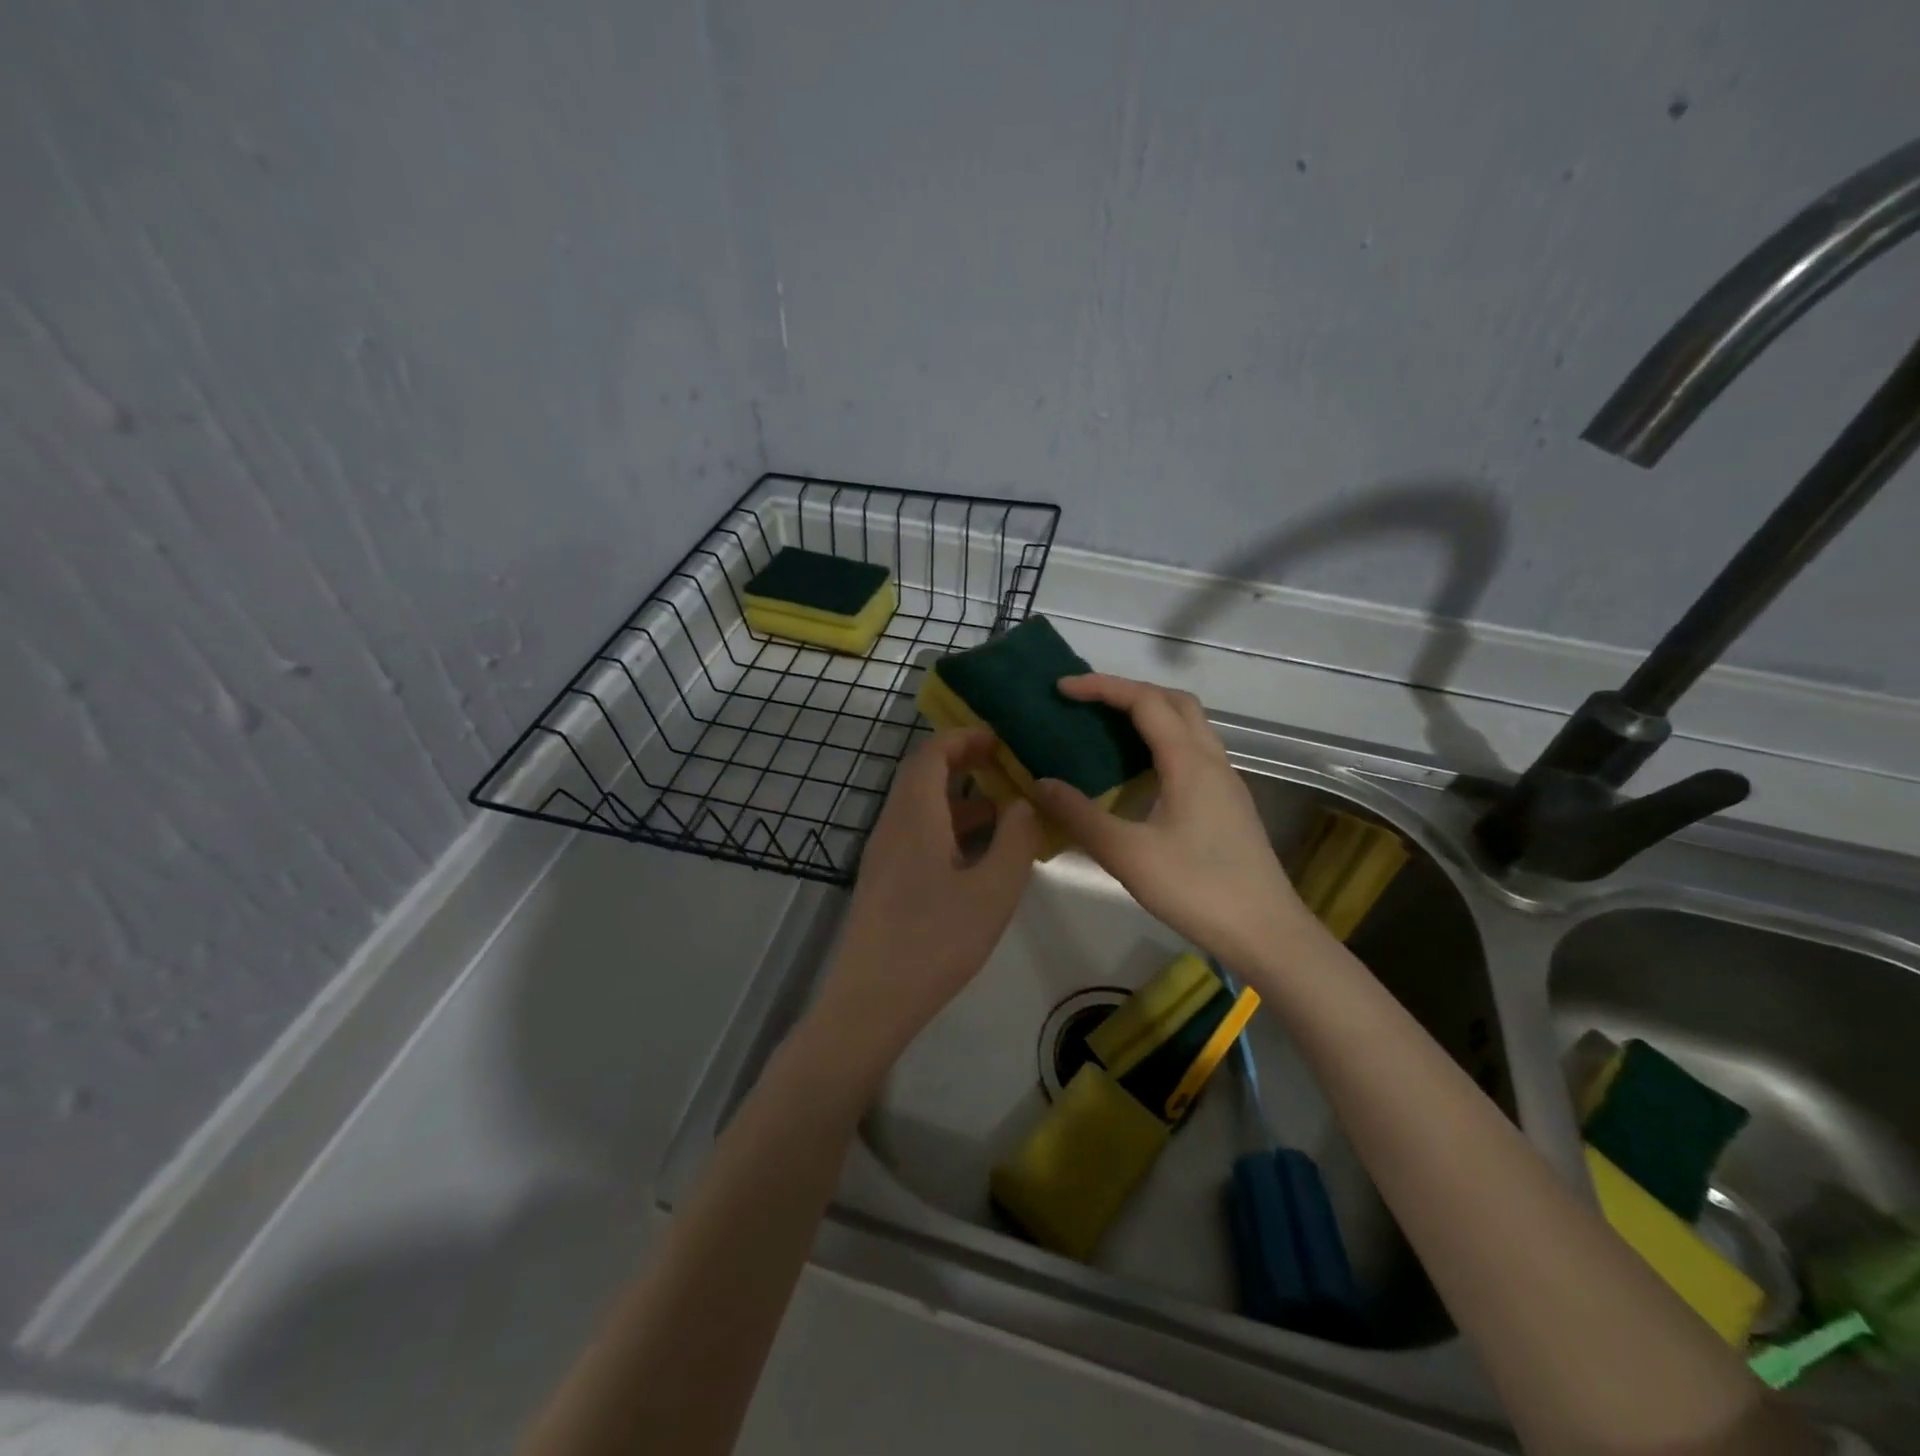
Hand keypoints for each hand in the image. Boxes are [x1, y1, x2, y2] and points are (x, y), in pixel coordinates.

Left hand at [807, 729, 1041, 1079]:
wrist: (871, 999)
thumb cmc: (936, 941)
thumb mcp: (993, 891)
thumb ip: (1015, 840)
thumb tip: (1022, 802)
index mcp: (915, 816)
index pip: (932, 754)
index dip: (964, 738)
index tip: (1000, 739)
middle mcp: (892, 825)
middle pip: (921, 774)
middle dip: (960, 760)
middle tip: (1002, 763)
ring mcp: (883, 853)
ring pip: (918, 805)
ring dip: (955, 795)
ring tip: (999, 806)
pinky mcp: (882, 879)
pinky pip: (914, 832)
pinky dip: (945, 824)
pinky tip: (975, 851)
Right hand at [1031, 675, 1314, 970]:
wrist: (1267, 933)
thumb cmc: (1198, 889)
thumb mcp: (1128, 855)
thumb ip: (1080, 817)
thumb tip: (1039, 784)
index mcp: (1189, 762)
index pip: (1145, 701)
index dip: (1102, 687)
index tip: (1062, 688)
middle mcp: (1212, 760)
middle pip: (1174, 702)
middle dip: (1129, 691)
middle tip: (1087, 703)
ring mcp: (1225, 782)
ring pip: (1189, 726)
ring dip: (1149, 715)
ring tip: (1107, 730)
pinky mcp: (1228, 803)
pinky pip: (1193, 753)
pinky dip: (1161, 743)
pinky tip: (1138, 775)